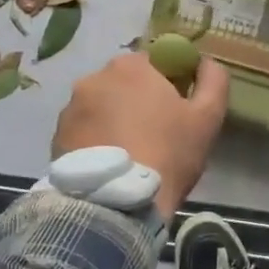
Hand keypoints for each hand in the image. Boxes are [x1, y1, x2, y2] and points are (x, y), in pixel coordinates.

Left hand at [52, 53, 229, 216]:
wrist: (117, 205)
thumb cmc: (168, 153)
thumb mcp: (208, 117)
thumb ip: (213, 80)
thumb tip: (205, 62)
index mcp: (130, 66)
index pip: (154, 62)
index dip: (168, 83)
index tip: (176, 110)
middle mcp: (94, 78)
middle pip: (124, 84)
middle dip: (138, 101)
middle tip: (156, 134)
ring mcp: (70, 108)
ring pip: (101, 107)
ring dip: (114, 121)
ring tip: (130, 154)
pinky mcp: (56, 137)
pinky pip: (83, 131)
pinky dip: (96, 141)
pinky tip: (110, 165)